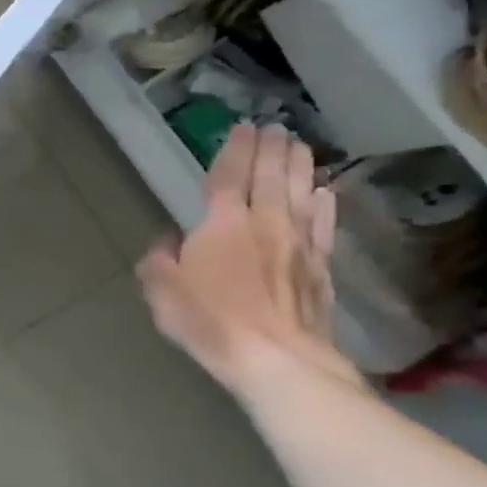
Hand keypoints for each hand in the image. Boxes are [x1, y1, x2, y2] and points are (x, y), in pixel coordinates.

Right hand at [137, 124, 359, 397]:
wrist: (277, 359)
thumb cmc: (209, 319)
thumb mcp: (162, 288)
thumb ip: (160, 258)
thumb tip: (170, 242)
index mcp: (223, 223)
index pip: (229, 176)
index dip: (235, 150)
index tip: (243, 127)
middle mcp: (266, 223)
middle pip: (272, 177)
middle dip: (272, 149)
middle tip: (276, 127)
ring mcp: (299, 245)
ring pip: (302, 194)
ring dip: (301, 167)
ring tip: (301, 146)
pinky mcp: (321, 268)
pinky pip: (323, 227)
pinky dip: (324, 206)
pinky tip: (326, 193)